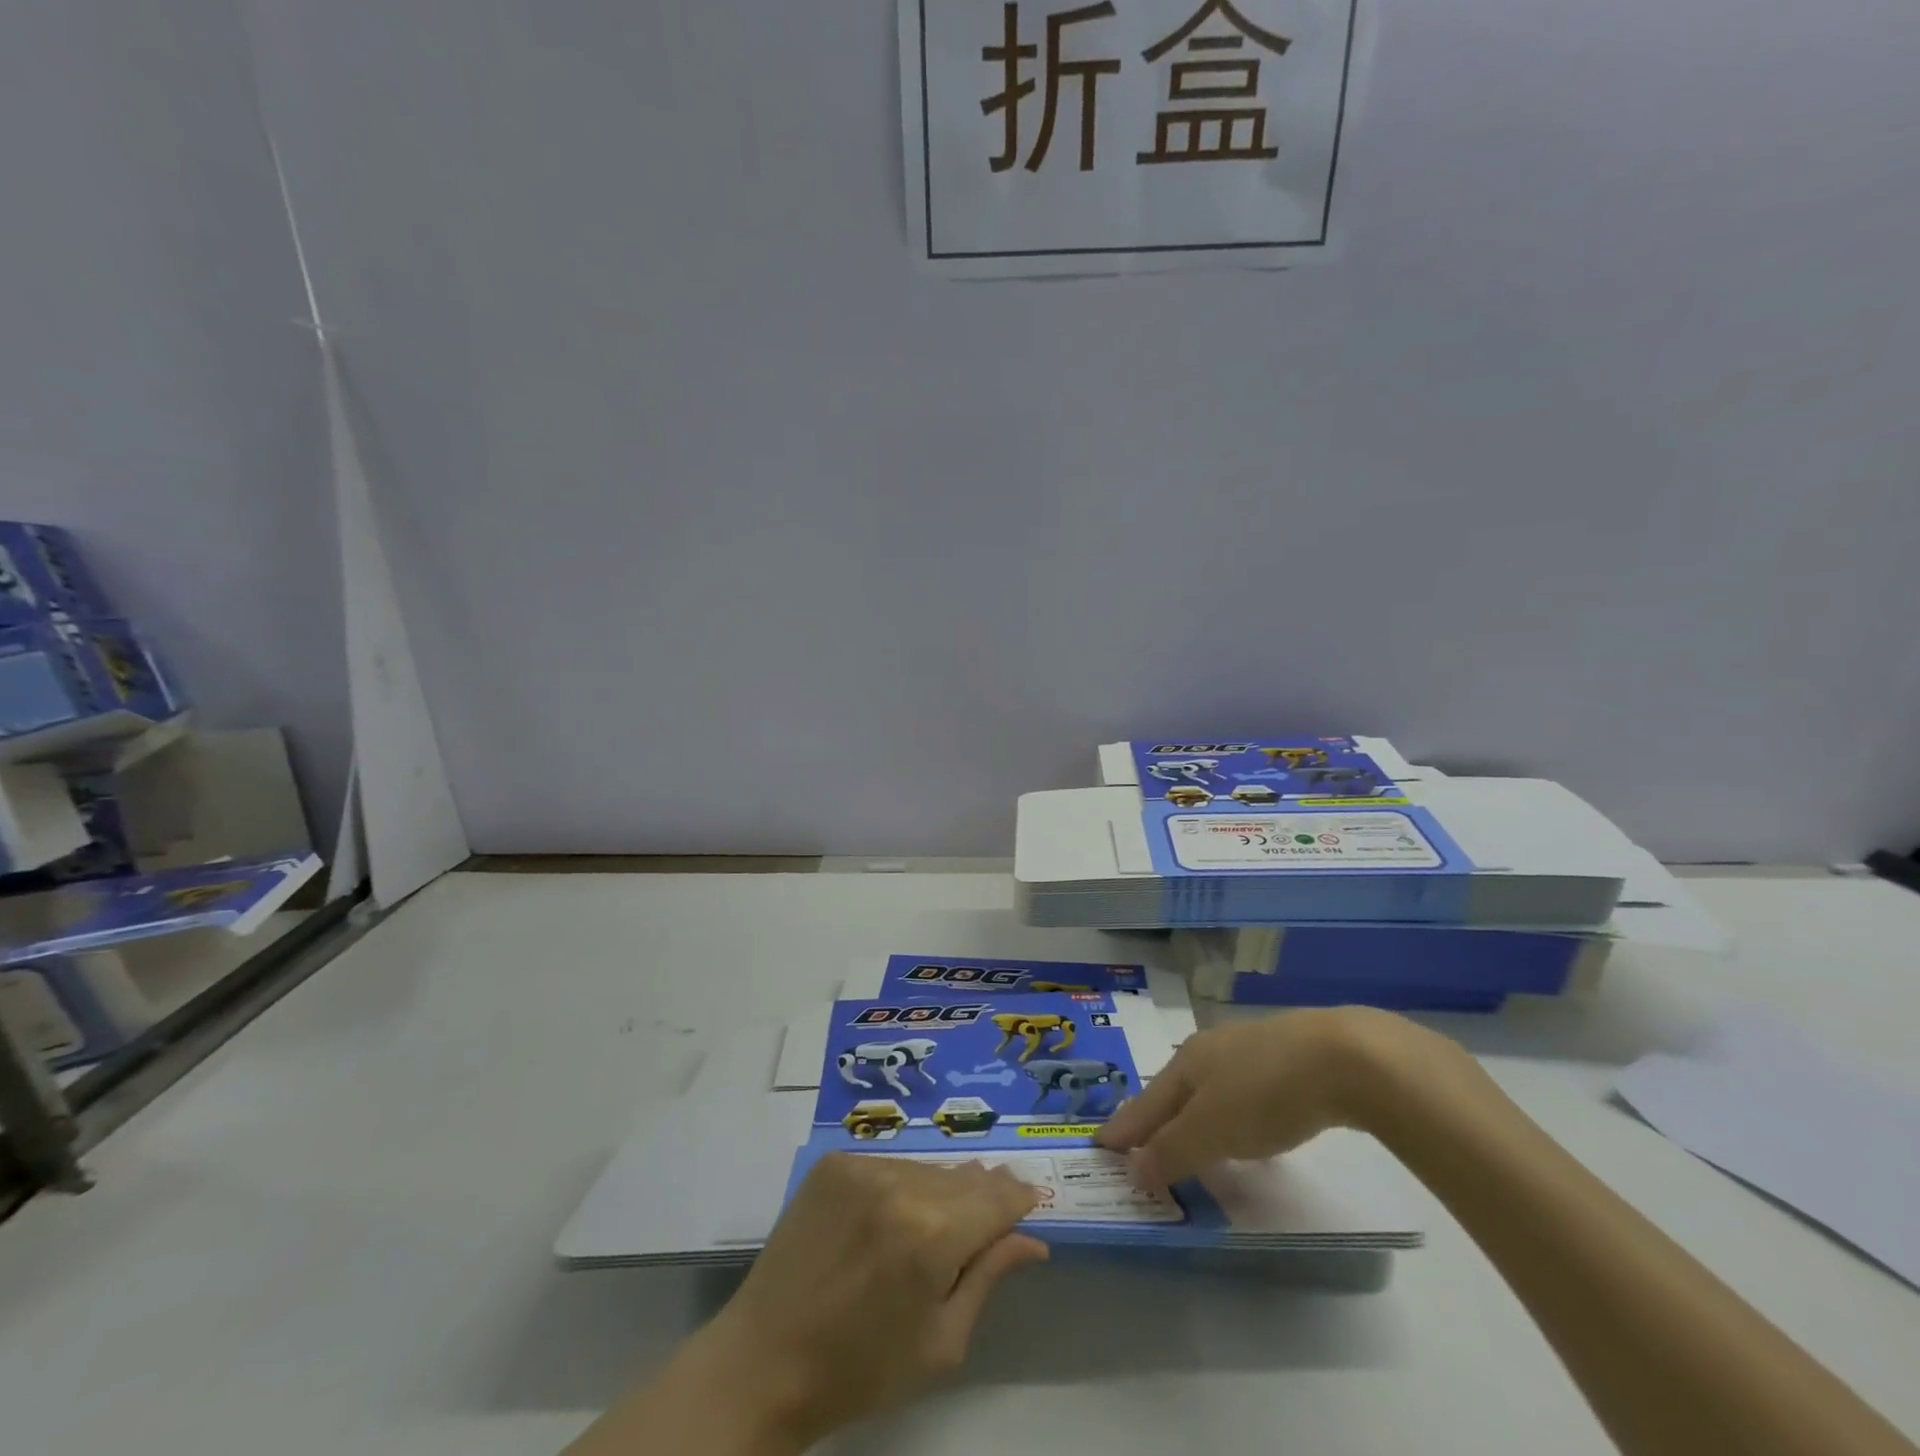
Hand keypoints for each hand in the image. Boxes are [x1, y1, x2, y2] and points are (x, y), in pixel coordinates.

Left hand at [690, 1154, 1048, 1448]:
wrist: (765, 1360)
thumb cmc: (861, 1369)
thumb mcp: (941, 1343)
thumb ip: (988, 1277)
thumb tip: (1032, 1240)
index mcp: (933, 1235)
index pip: (998, 1197)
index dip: (1018, 1199)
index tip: (1029, 1203)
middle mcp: (901, 1185)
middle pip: (965, 1177)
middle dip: (981, 1196)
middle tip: (983, 1221)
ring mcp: (863, 1166)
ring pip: (927, 1168)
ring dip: (939, 1190)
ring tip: (929, 1225)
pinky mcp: (834, 1162)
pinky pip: (889, 1164)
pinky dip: (900, 1185)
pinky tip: (888, 1219)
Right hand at [1096, 1006, 1445, 1187]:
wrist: (1343, 1057)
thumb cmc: (1264, 1093)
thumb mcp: (1211, 1130)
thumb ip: (1172, 1151)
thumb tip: (1132, 1170)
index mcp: (1186, 1062)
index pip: (1146, 1103)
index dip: (1124, 1128)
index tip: (1101, 1146)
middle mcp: (1210, 1050)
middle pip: (1174, 1091)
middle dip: (1155, 1118)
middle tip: (1139, 1145)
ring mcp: (1249, 1050)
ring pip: (1209, 1089)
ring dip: (1194, 1117)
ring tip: (1189, 1141)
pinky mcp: (1286, 1060)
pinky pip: (1242, 1092)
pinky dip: (1230, 1114)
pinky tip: (1246, 1128)